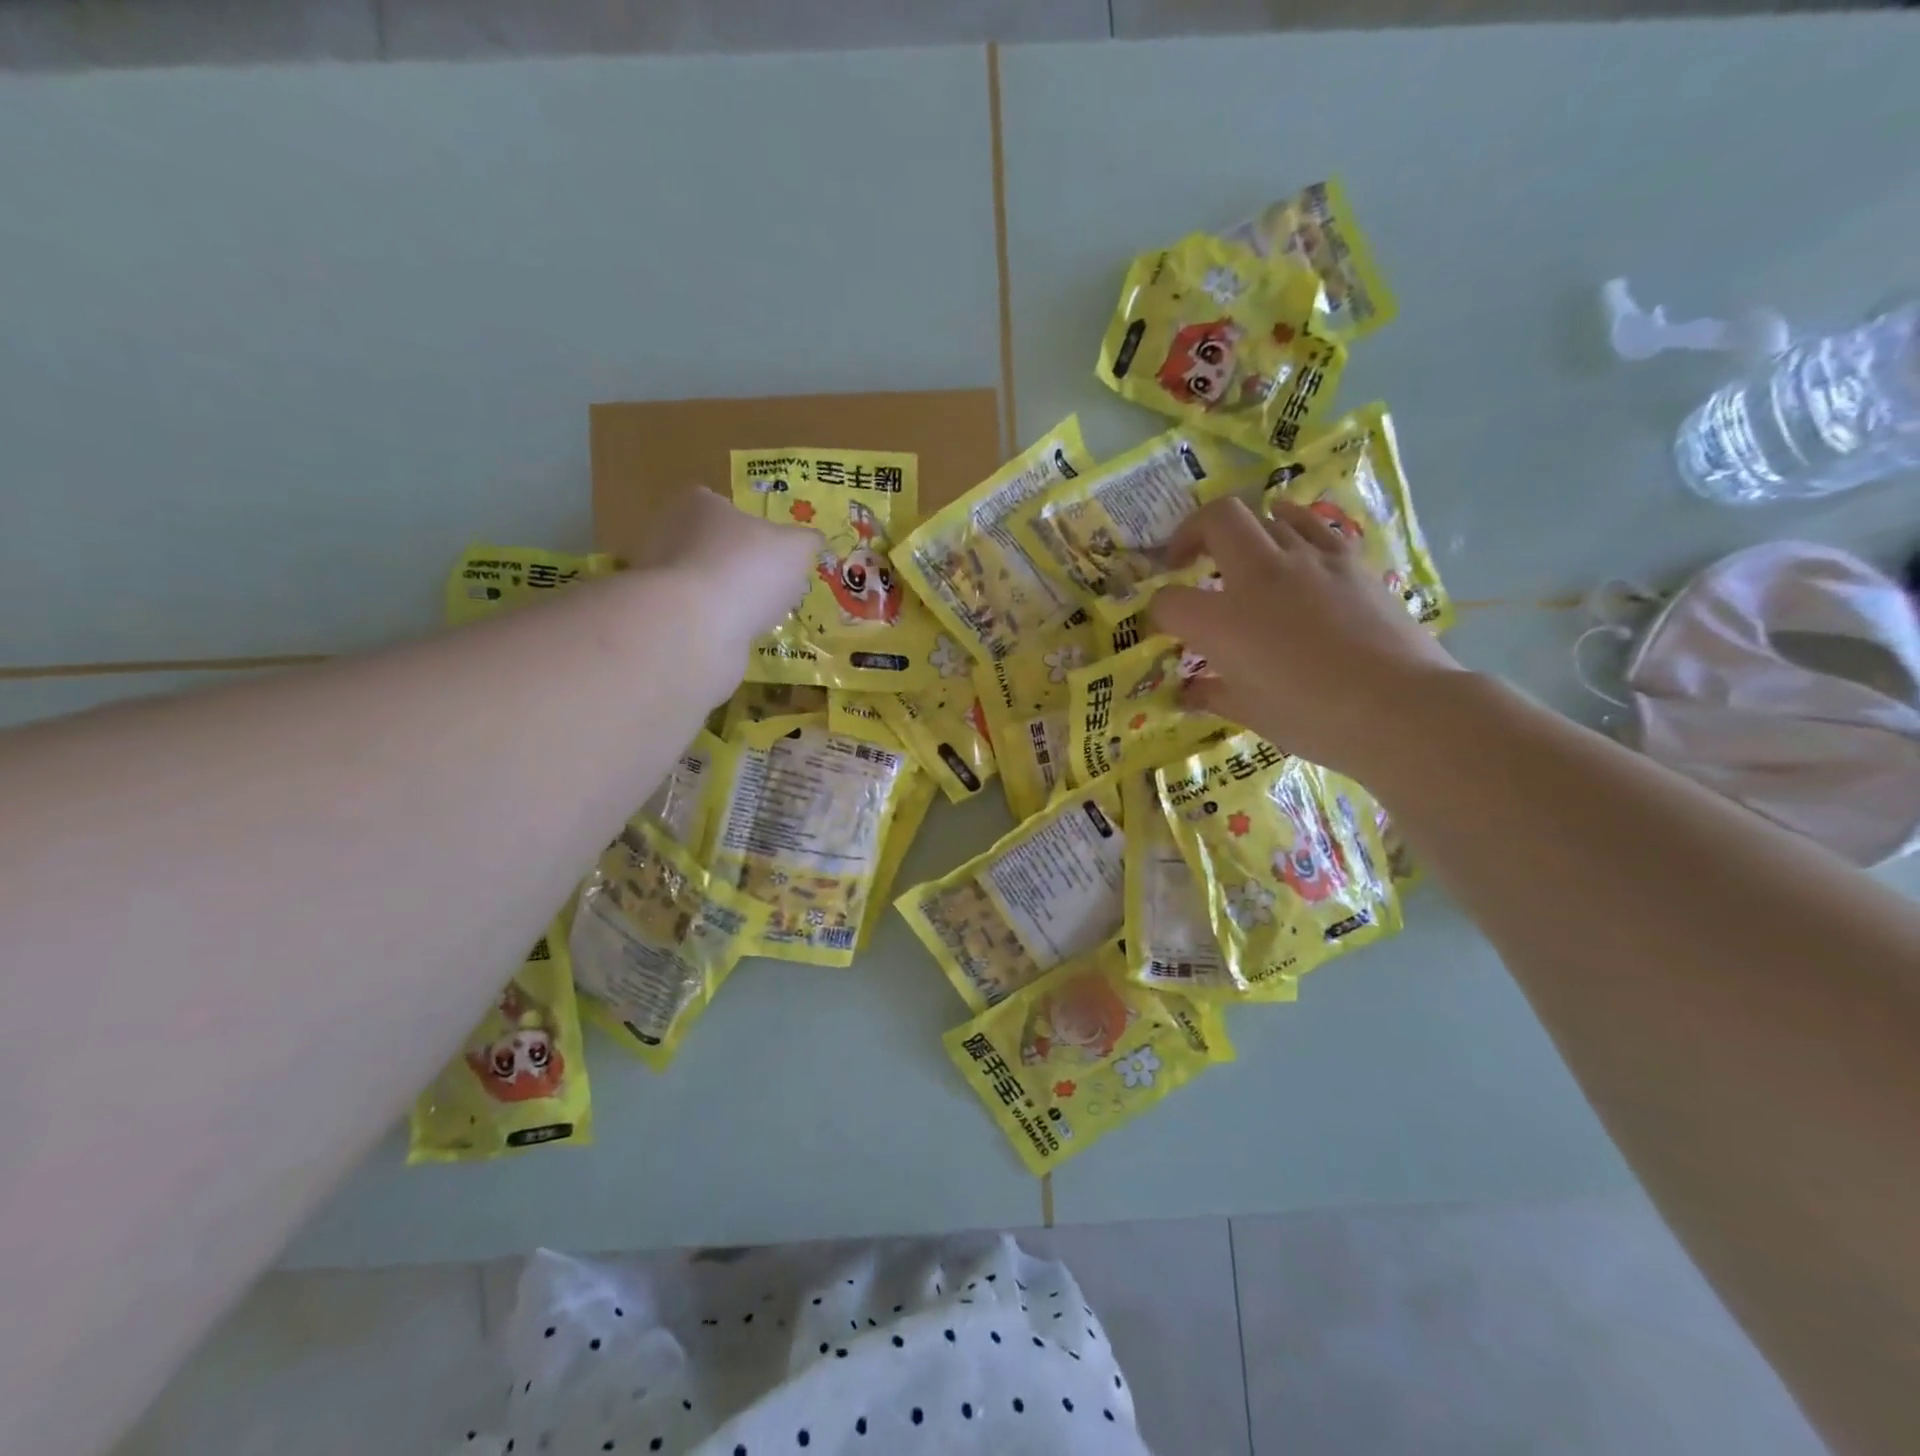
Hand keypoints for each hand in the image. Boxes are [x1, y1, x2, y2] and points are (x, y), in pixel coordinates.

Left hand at [644, 484, 821, 640]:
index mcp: (700, 504)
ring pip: (702, 580)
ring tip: (758, 614)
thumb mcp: (796, 549)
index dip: (748, 525)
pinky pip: (695, 613)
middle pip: (711, 543)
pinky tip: (737, 633)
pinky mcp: (661, 614)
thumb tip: (814, 541)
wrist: (697, 625)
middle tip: (769, 583)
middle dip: (737, 562)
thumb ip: (807, 541)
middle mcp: (670, 532)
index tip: (770, 548)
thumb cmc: (748, 569)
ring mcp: (660, 575)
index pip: (721, 505)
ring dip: (727, 595)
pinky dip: (716, 622)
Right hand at [1149, 496, 1461, 774]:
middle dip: (1191, 534)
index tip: (1165, 627)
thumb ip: (1211, 694)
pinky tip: (1290, 542)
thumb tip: (1189, 692)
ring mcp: (1308, 560)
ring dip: (1242, 531)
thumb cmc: (1313, 718)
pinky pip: (1311, 524)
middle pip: (1215, 521)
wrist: (1399, 707)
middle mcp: (1259, 577)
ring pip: (1265, 515)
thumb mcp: (1250, 713)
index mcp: (1223, 621)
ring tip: (1240, 554)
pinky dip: (1290, 525)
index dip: (1158, 612)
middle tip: (1187, 559)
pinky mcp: (1348, 560)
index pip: (1169, 601)